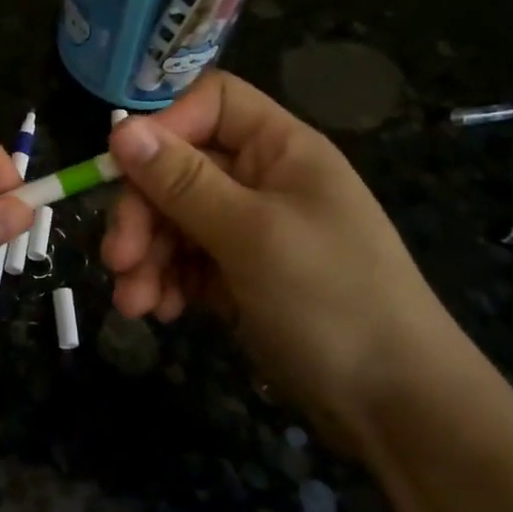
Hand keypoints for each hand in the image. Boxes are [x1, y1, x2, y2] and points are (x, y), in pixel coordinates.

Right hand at [101, 71, 461, 444]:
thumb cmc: (332, 299)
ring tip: (133, 303)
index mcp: (279, 149)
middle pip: (177, 168)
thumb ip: (183, 182)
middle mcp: (260, 180)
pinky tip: (158, 312)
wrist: (395, 406)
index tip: (125, 172)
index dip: (163, 128)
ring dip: (146, 257)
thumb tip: (120, 129)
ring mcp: (247, 229)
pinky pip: (184, 261)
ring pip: (172, 219)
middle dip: (142, 214)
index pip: (208, 105)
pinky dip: (165, 282)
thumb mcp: (252, 235)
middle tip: (118, 259)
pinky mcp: (236, 275)